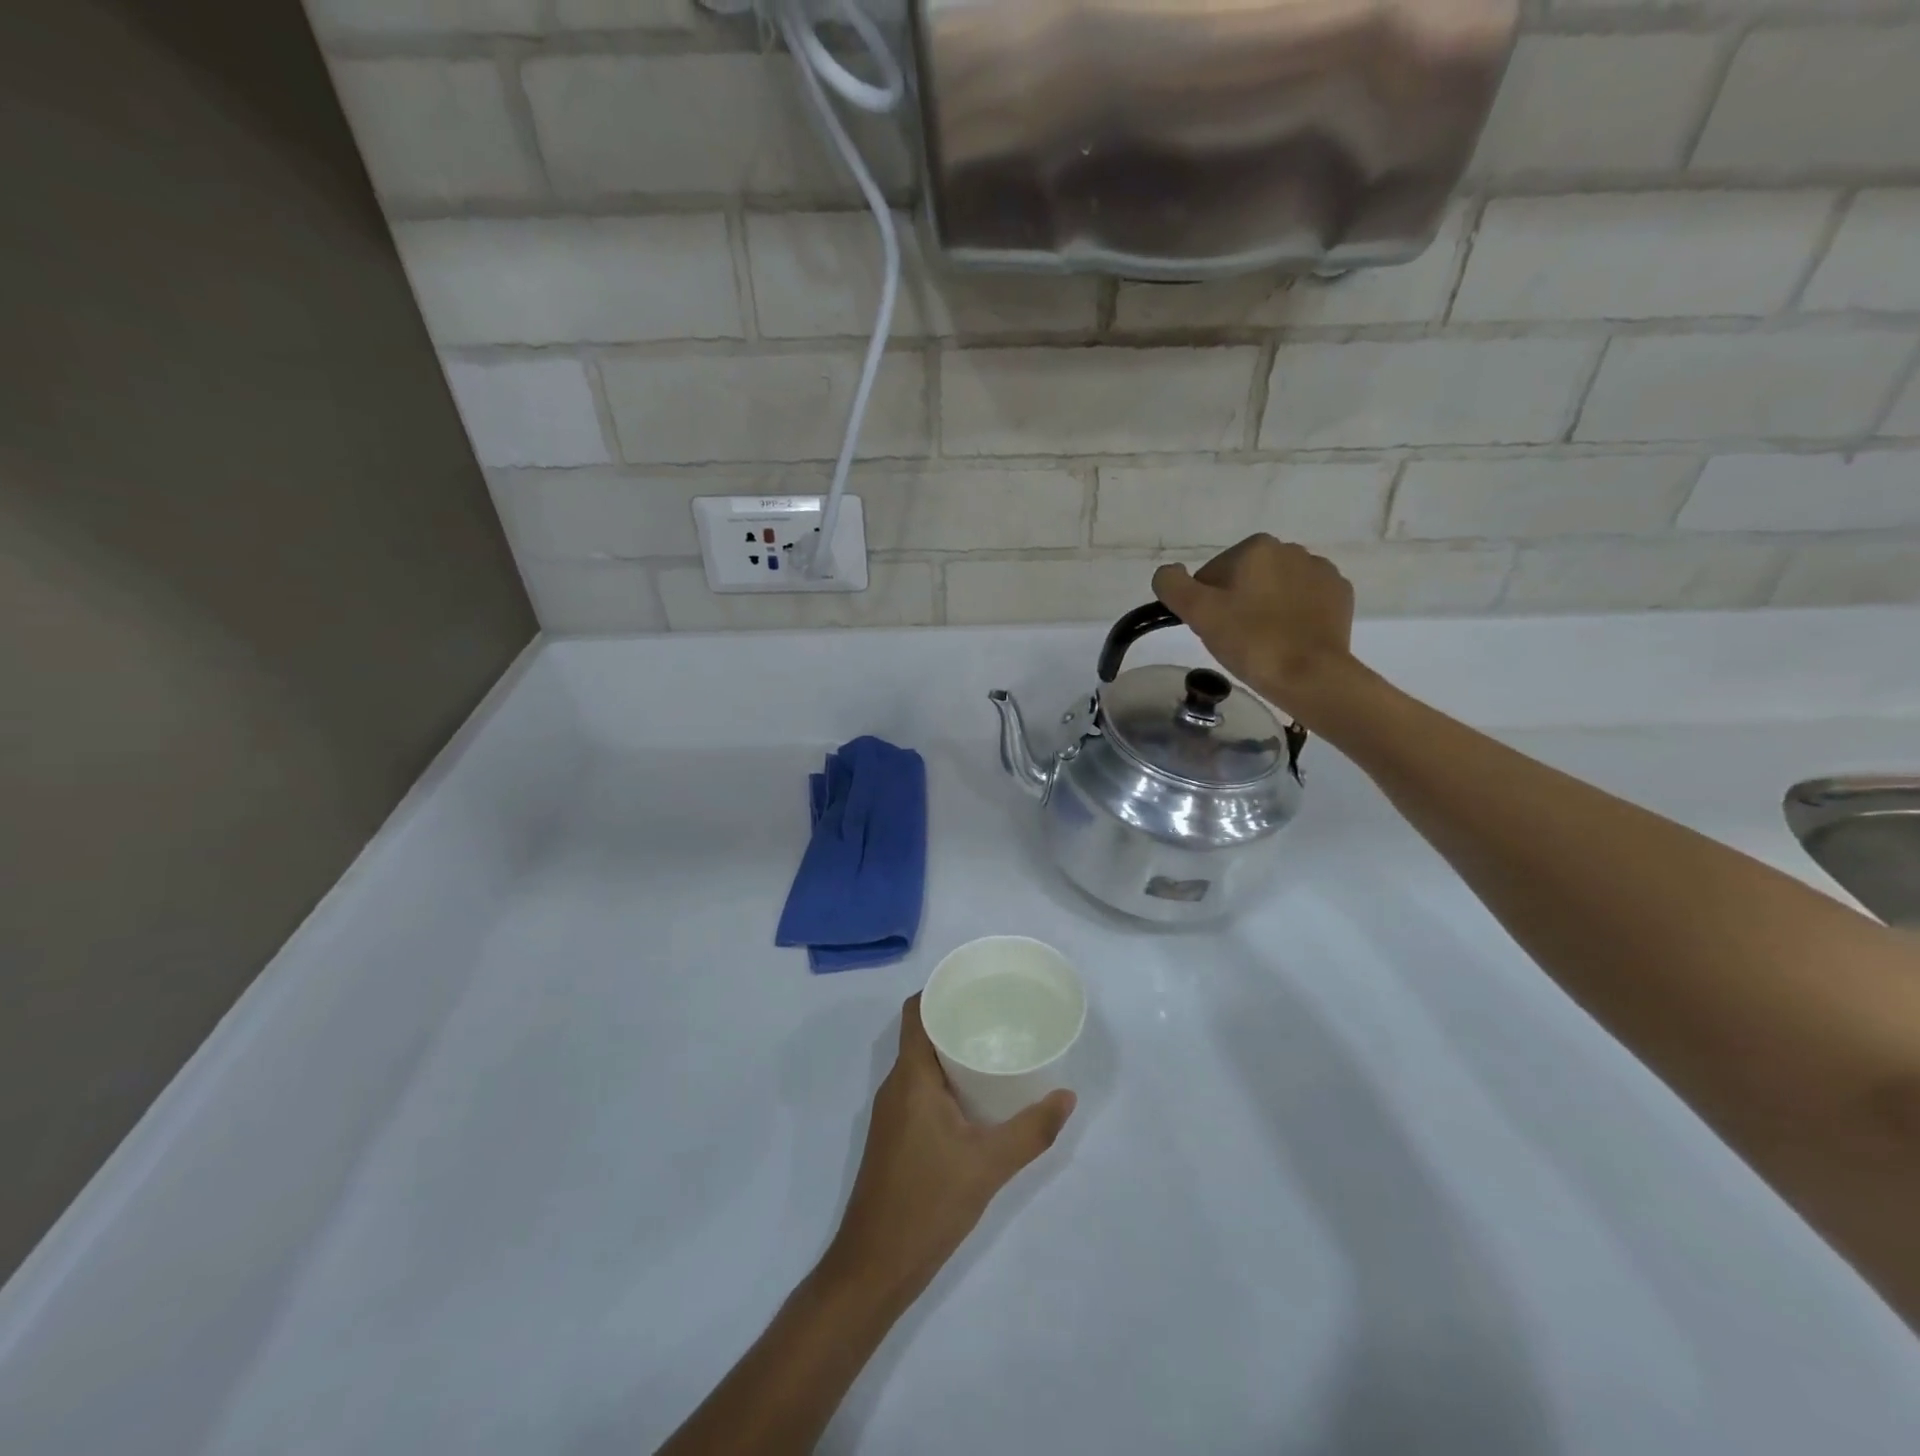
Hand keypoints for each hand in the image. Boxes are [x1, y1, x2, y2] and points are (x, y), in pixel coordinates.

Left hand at [818, 995, 1074, 1312]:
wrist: (874, 1267)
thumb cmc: (927, 1204)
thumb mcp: (988, 1166)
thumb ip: (1031, 1130)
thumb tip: (1067, 1096)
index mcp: (911, 1077)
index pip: (916, 1012)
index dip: (940, 990)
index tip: (976, 983)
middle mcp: (896, 1085)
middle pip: (921, 1033)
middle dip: (956, 1018)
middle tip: (999, 1013)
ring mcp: (893, 1113)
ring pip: (921, 1063)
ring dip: (952, 1050)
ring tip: (995, 1046)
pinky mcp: (895, 1136)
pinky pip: (921, 1089)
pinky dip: (946, 1079)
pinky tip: (977, 1096)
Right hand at [1152, 534, 1358, 721]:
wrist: (1311, 675)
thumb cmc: (1251, 641)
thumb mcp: (1198, 613)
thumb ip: (1172, 585)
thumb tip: (1168, 573)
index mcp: (1256, 547)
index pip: (1212, 574)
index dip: (1206, 604)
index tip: (1213, 629)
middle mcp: (1292, 549)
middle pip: (1245, 578)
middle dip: (1237, 603)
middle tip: (1235, 639)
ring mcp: (1322, 572)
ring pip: (1275, 589)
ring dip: (1265, 608)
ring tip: (1263, 643)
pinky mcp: (1340, 596)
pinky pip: (1304, 601)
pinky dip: (1293, 616)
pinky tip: (1288, 640)